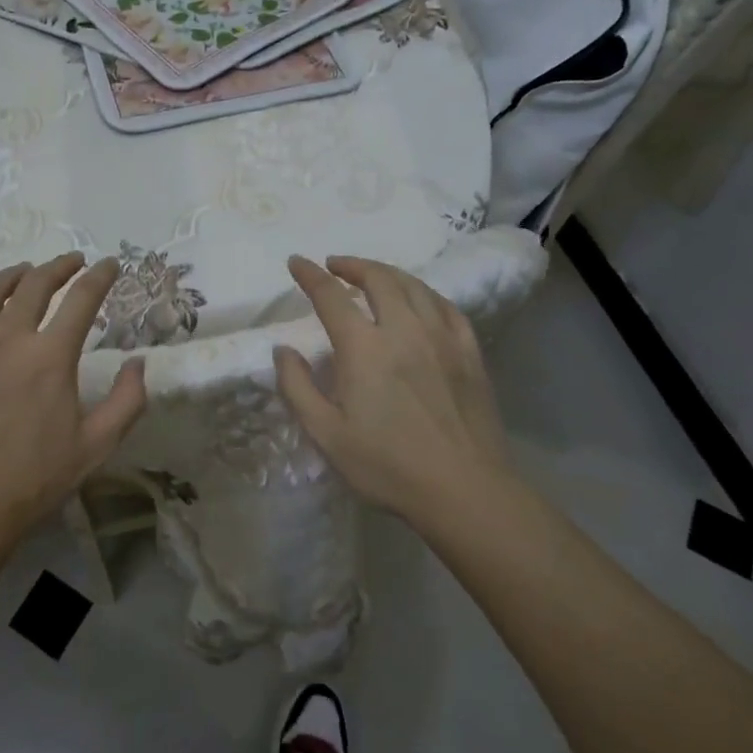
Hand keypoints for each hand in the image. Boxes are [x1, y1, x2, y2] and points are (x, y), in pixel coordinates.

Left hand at [0, 252, 146, 563]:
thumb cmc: (31, 483)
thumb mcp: (95, 447)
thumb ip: (127, 401)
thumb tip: (138, 362)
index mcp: (49, 357)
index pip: (82, 298)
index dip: (100, 276)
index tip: (110, 264)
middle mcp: (5, 339)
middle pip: (35, 284)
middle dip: (60, 266)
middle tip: (73, 262)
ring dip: (14, 275)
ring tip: (26, 271)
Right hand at [274, 254, 512, 524]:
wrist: (465, 490)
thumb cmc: (388, 466)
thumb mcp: (326, 435)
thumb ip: (297, 387)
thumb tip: (283, 350)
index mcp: (364, 347)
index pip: (330, 296)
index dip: (310, 275)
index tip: (296, 262)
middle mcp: (404, 329)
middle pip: (378, 278)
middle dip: (352, 265)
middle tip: (334, 266)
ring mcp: (442, 337)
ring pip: (414, 286)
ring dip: (387, 273)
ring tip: (372, 276)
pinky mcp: (469, 352)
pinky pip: (446, 306)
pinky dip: (425, 293)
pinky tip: (419, 300)